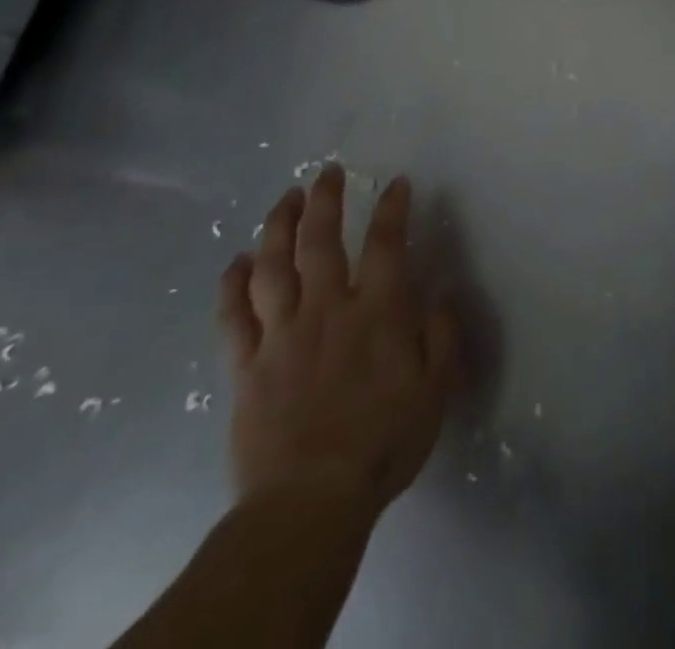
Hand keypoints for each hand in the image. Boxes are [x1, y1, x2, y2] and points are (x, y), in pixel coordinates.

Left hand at [218, 169, 456, 517]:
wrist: (309, 501)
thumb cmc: (382, 443)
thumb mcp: (435, 391)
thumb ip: (442, 337)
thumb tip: (440, 295)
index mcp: (377, 312)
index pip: (386, 243)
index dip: (392, 207)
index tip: (396, 183)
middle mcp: (327, 309)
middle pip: (321, 240)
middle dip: (326, 200)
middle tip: (327, 172)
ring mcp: (282, 334)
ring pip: (273, 266)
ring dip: (278, 226)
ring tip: (286, 199)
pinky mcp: (246, 366)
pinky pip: (233, 316)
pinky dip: (232, 284)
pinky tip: (235, 262)